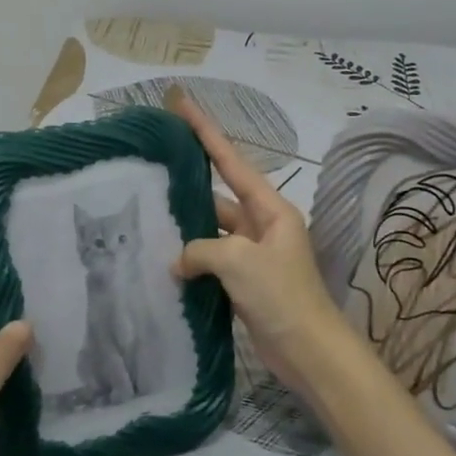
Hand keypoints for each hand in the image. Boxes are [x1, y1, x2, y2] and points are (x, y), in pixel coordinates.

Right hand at [169, 94, 364, 400]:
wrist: (309, 352)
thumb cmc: (282, 296)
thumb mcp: (239, 261)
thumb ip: (201, 249)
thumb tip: (180, 261)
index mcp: (270, 208)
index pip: (230, 160)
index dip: (204, 131)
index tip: (181, 103)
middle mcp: (262, 224)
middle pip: (219, 194)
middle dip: (188, 182)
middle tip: (151, 166)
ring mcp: (252, 254)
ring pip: (211, 230)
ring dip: (186, 227)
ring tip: (146, 213)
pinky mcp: (244, 282)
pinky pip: (211, 260)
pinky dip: (191, 259)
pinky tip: (162, 258)